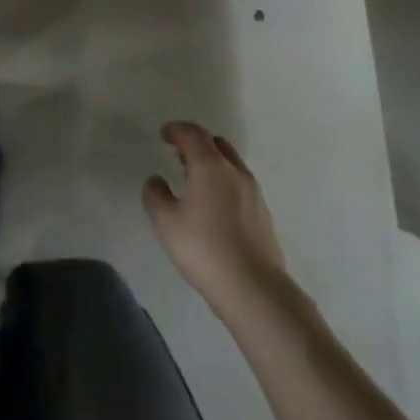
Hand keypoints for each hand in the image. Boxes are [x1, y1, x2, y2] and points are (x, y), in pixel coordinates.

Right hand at [144, 121, 288, 318]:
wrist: (254, 290)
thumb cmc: (204, 249)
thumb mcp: (166, 222)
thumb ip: (155, 195)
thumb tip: (156, 180)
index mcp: (210, 165)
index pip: (193, 133)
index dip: (177, 129)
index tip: (165, 134)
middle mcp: (235, 172)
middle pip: (216, 144)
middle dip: (196, 144)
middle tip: (180, 156)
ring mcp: (254, 193)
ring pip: (231, 165)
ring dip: (212, 164)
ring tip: (196, 182)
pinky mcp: (264, 215)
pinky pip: (240, 186)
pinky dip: (225, 183)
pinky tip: (215, 208)